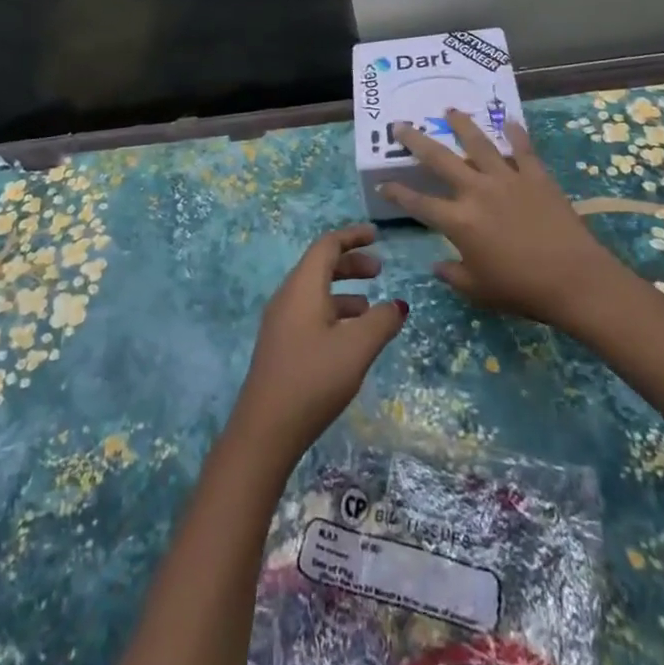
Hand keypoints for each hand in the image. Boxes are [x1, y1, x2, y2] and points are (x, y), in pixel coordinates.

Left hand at [231, 225, 408, 456]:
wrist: (265, 429)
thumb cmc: (313, 378)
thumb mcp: (357, 348)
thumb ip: (382, 322)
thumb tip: (398, 305)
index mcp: (303, 286)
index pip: (327, 245)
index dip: (352, 236)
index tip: (377, 235)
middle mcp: (288, 296)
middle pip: (320, 266)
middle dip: (351, 263)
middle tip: (380, 271)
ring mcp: (281, 321)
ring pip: (316, 291)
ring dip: (345, 291)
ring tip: (372, 308)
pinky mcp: (281, 345)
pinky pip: (310, 312)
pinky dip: (334, 312)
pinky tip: (351, 338)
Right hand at [382, 110, 623, 328]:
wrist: (574, 280)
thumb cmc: (521, 290)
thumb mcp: (479, 290)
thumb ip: (453, 275)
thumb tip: (437, 265)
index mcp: (458, 221)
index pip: (419, 203)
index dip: (397, 193)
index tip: (383, 184)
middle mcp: (476, 191)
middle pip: (439, 159)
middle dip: (416, 141)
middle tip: (401, 125)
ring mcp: (507, 179)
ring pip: (478, 143)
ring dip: (461, 125)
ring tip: (450, 110)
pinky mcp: (535, 176)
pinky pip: (522, 149)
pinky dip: (515, 133)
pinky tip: (509, 121)